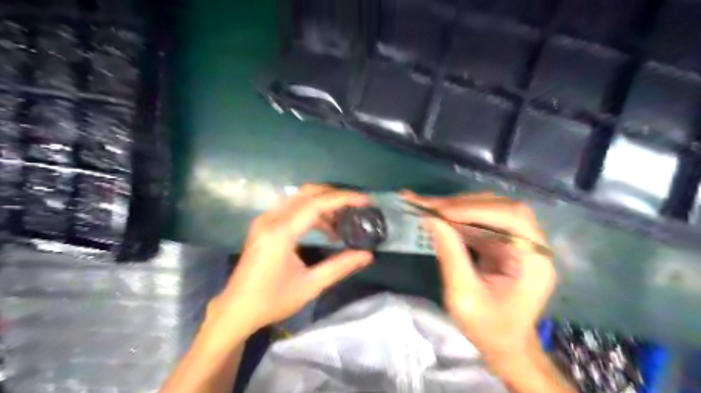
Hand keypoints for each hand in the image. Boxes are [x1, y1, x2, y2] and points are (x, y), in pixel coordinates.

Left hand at [216, 185, 374, 333]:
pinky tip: (324, 228)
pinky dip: (311, 211)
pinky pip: (292, 207)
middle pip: (307, 193)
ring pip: (299, 198)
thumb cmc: (272, 301)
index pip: (316, 204)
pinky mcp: (264, 224)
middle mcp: (271, 219)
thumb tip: (367, 255)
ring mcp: (265, 220)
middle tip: (357, 206)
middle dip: (335, 196)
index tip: (365, 201)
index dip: (343, 199)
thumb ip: (340, 267)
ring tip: (343, 221)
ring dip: (323, 204)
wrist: (236, 309)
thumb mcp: (310, 286)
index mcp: (280, 233)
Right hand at [403, 192, 556, 356]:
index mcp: (534, 261)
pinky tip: (440, 215)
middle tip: (429, 205)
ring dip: (459, 207)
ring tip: (429, 207)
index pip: (512, 218)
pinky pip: (482, 221)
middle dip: (463, 205)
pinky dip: (459, 216)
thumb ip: (450, 255)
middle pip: (501, 208)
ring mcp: (519, 242)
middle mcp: (532, 245)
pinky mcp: (505, 243)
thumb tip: (432, 219)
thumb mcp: (464, 296)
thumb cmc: (488, 328)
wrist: (505, 344)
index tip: (441, 211)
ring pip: (490, 209)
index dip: (476, 209)